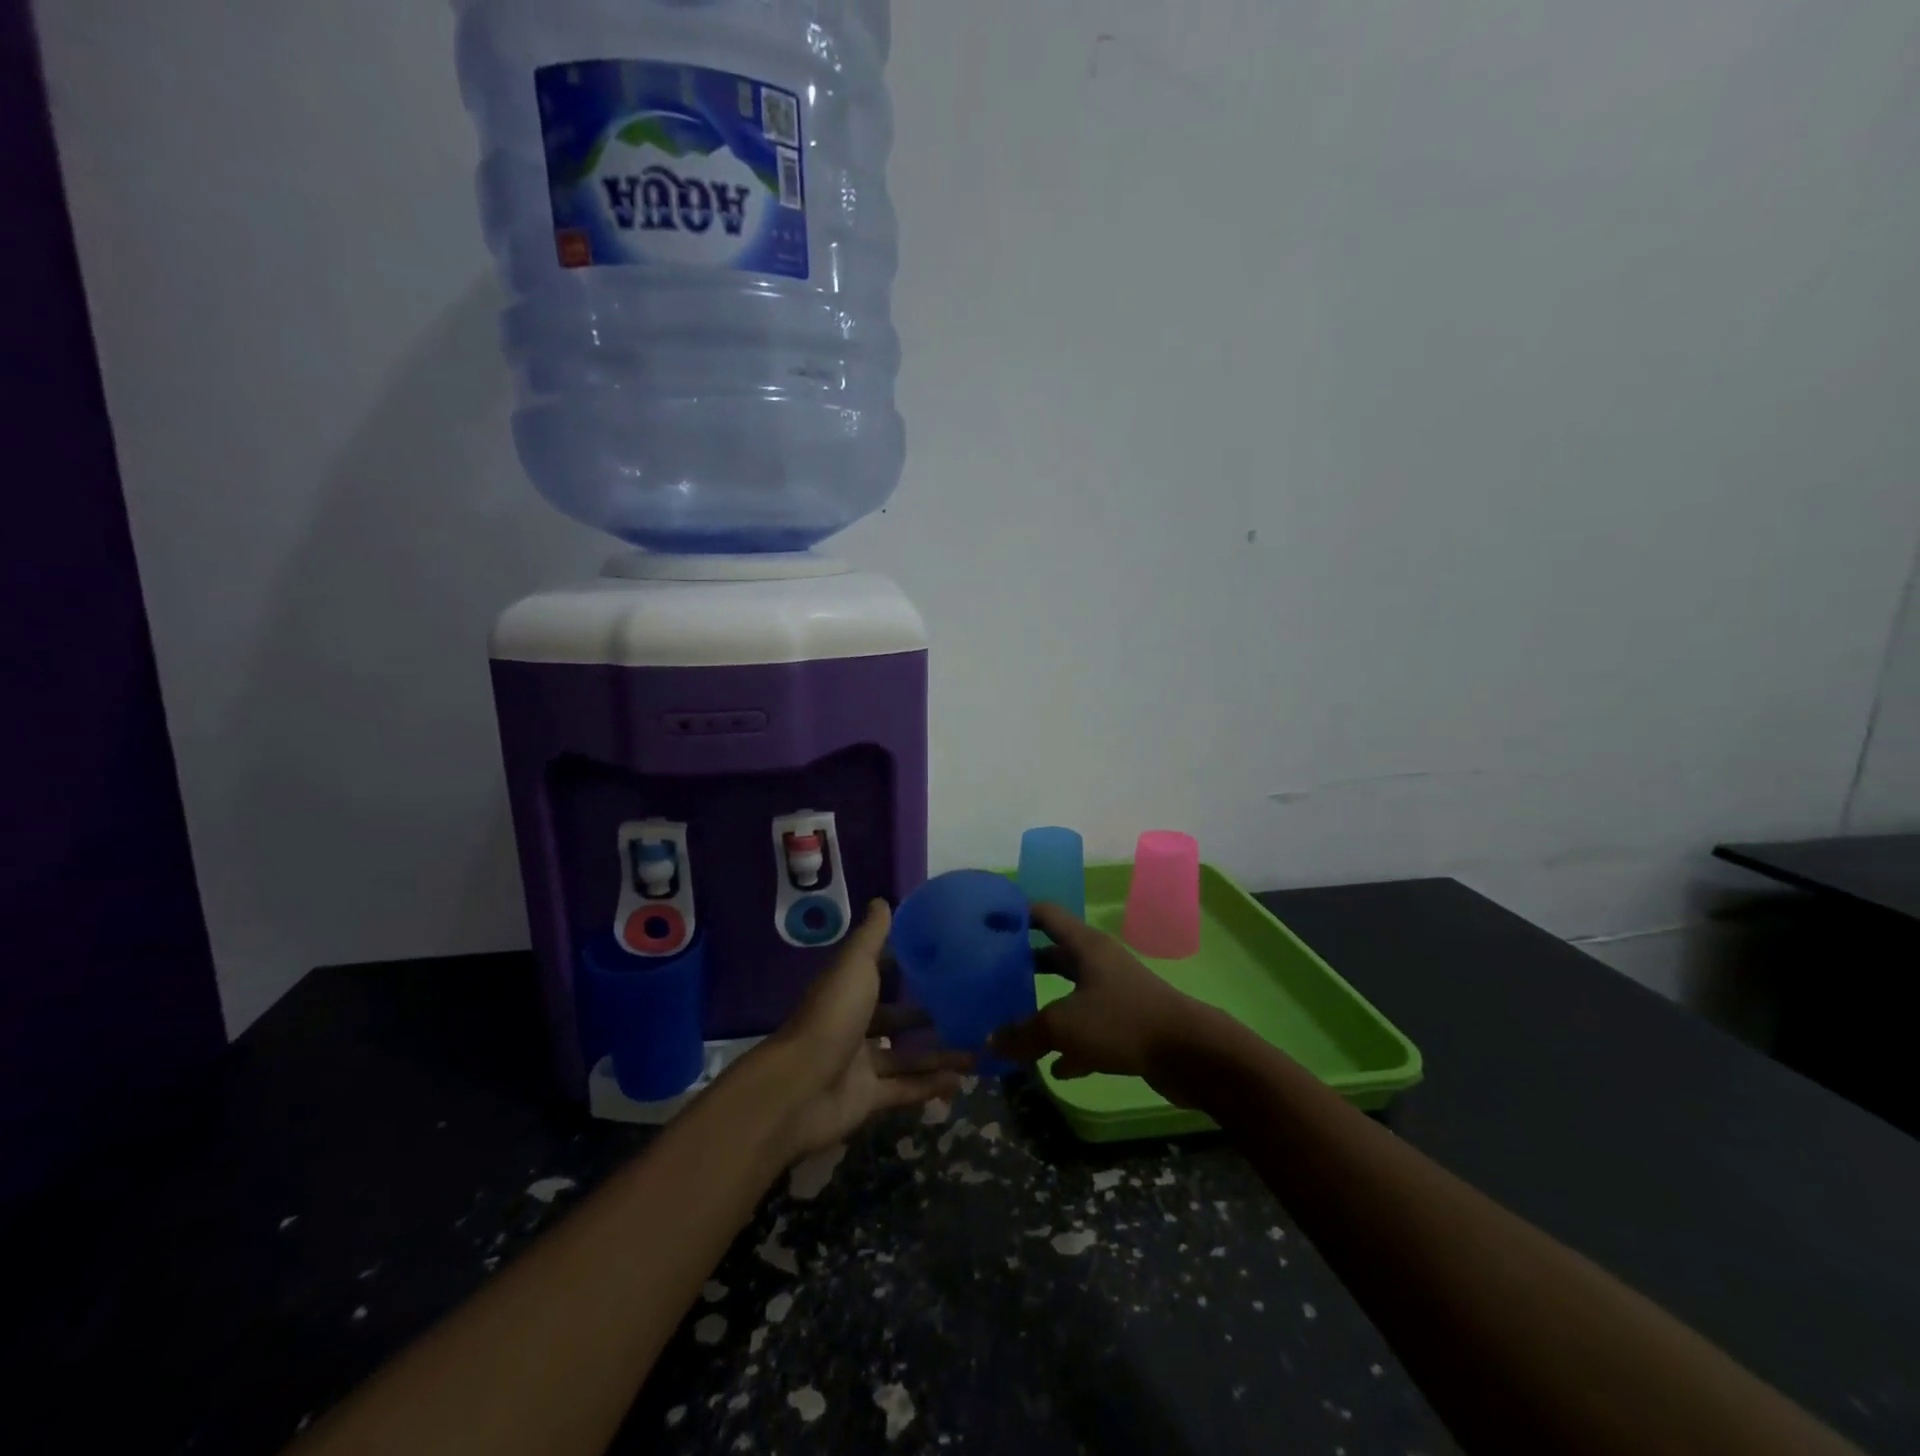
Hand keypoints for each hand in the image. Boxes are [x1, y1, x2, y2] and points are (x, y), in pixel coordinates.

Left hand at [763, 900, 970, 1157]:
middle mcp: (853, 1026)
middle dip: (927, 1017)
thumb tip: (882, 900)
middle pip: (895, 1020)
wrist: (799, 1087)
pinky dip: (930, 1086)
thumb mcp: (856, 966)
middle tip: (967, 1012)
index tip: (941, 963)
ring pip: (905, 1058)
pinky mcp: (866, 1099)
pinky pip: (904, 1089)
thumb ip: (872, 937)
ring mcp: (859, 1065)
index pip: (879, 976)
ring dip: (938, 1055)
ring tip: (976, 1052)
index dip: (905, 969)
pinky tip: (960, 1081)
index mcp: (848, 991)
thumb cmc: (832, 1016)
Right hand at [993, 903, 1221, 1082]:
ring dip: (1045, 1007)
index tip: (987, 921)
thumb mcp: (1063, 1025)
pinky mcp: (1127, 1025)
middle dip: (1025, 965)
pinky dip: (1070, 1045)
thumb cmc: (1122, 1021)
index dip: (1017, 913)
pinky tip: (1053, 1067)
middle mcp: (1099, 963)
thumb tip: (990, 1041)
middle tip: (990, 976)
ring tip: (1011, 1021)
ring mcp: (1114, 993)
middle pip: (1055, 955)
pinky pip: (1089, 1030)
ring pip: (1071, 994)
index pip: (1045, 914)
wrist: (1189, 1053)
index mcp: (1085, 946)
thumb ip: (1023, 1033)